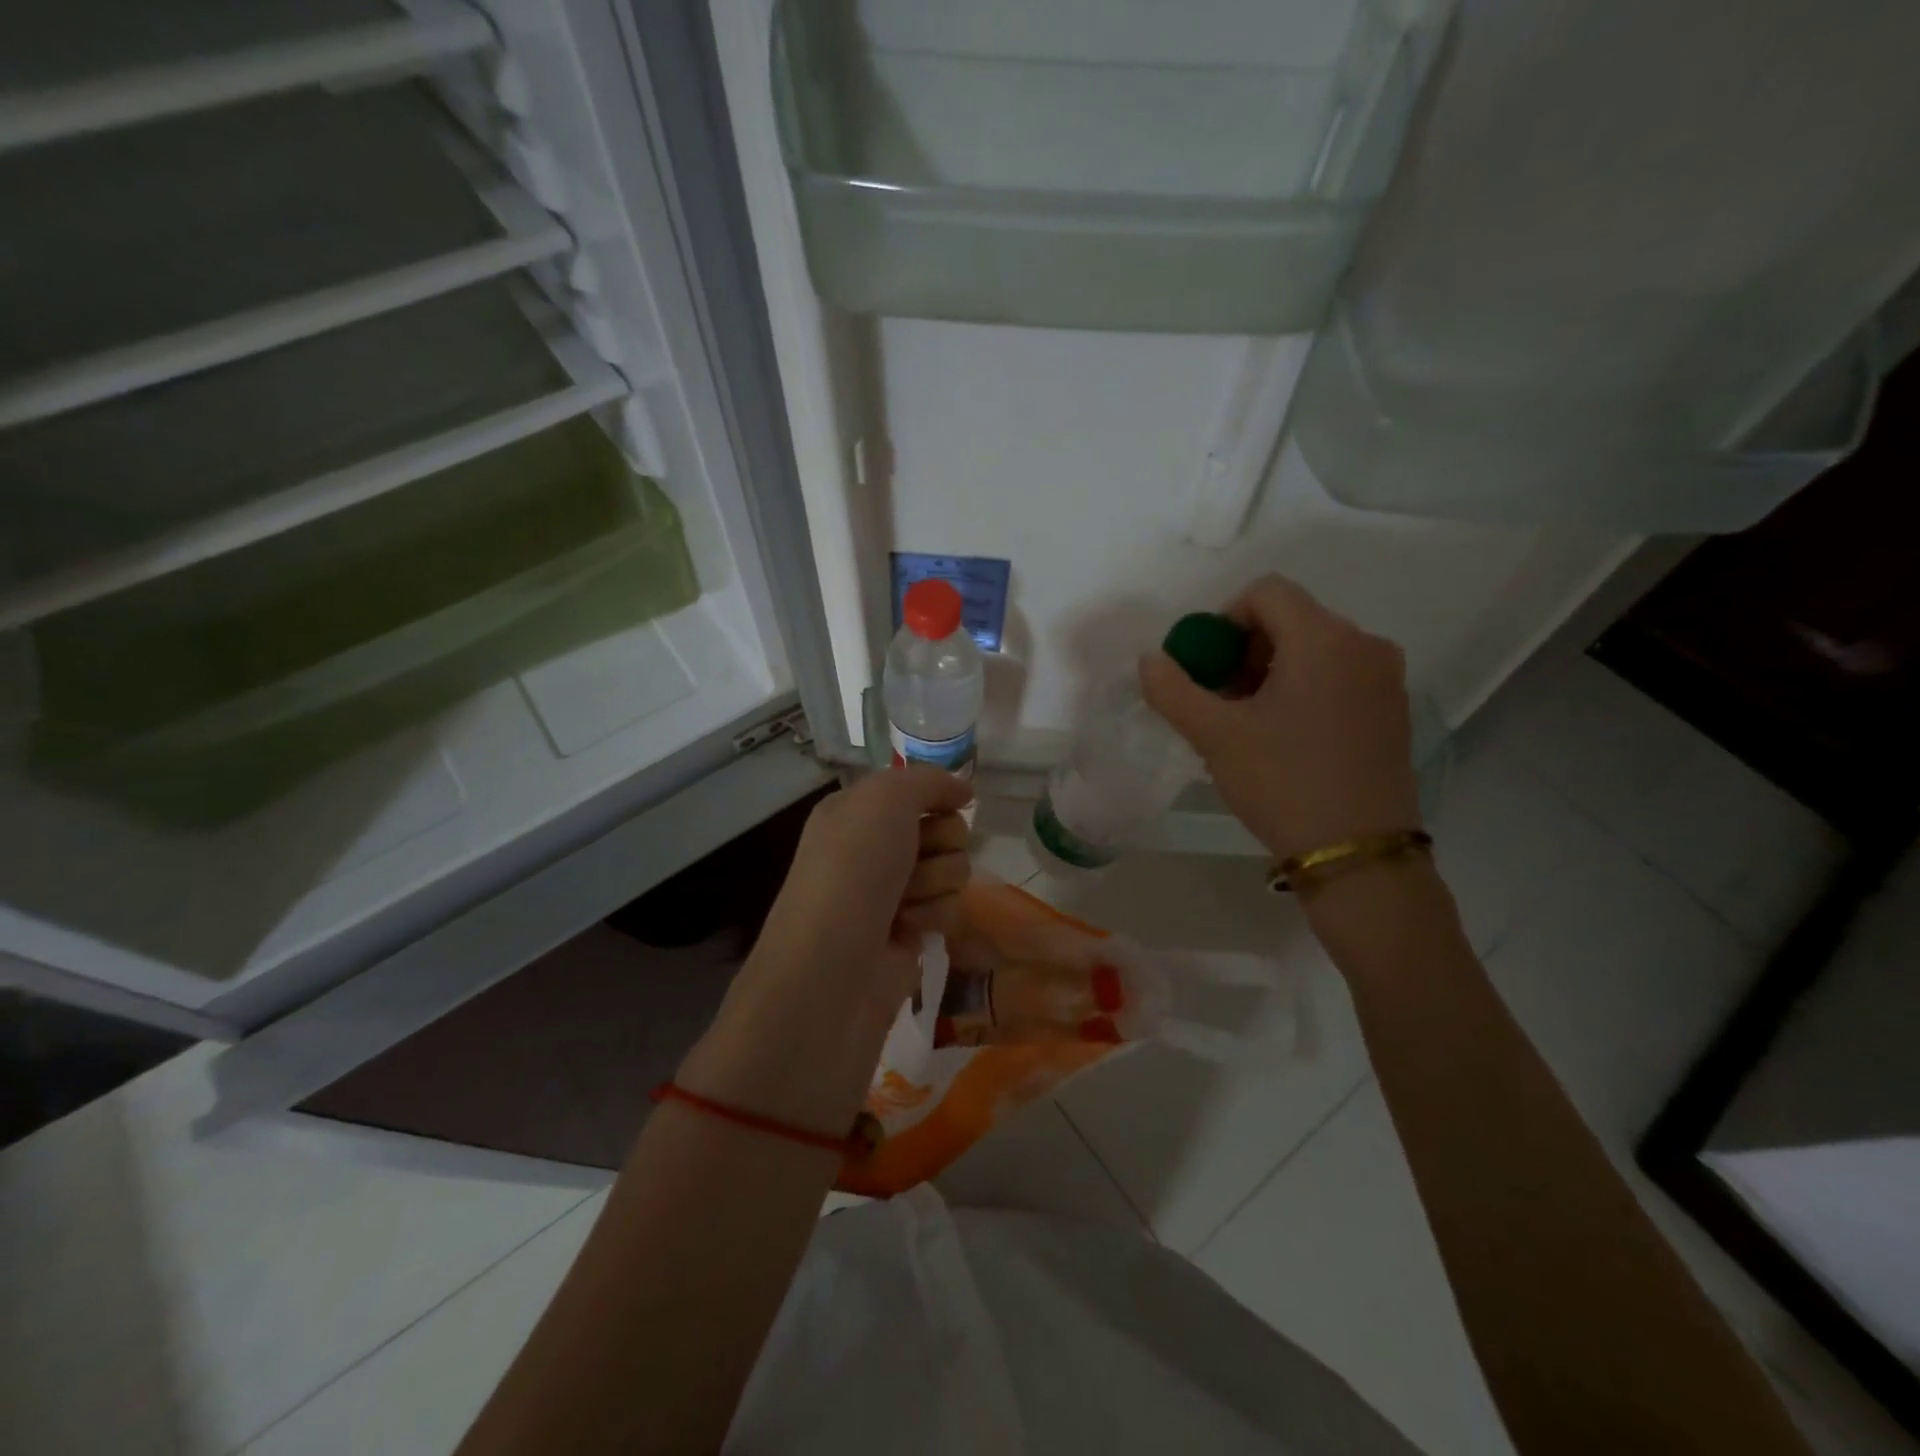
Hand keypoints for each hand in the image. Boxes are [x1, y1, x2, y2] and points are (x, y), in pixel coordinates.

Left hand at [748, 766, 972, 1009]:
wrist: (832, 964)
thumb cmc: (853, 869)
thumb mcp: (885, 798)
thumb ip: (929, 780)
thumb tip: (963, 790)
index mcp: (857, 811)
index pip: (917, 790)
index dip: (937, 797)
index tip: (949, 805)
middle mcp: (874, 847)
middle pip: (945, 828)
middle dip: (940, 842)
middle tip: (915, 857)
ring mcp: (893, 891)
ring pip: (953, 868)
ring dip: (936, 881)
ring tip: (903, 901)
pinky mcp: (910, 931)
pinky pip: (949, 908)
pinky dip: (933, 915)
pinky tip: (907, 928)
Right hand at [1140, 574, 1420, 862]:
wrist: (1358, 854)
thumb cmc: (1283, 783)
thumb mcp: (1214, 736)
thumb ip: (1172, 689)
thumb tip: (1151, 659)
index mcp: (1324, 639)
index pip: (1266, 592)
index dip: (1224, 620)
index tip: (1207, 669)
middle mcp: (1364, 645)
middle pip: (1291, 619)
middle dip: (1244, 651)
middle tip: (1222, 701)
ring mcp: (1386, 680)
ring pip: (1314, 650)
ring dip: (1271, 673)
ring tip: (1248, 724)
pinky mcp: (1393, 711)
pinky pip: (1338, 678)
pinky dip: (1303, 691)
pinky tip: (1285, 739)